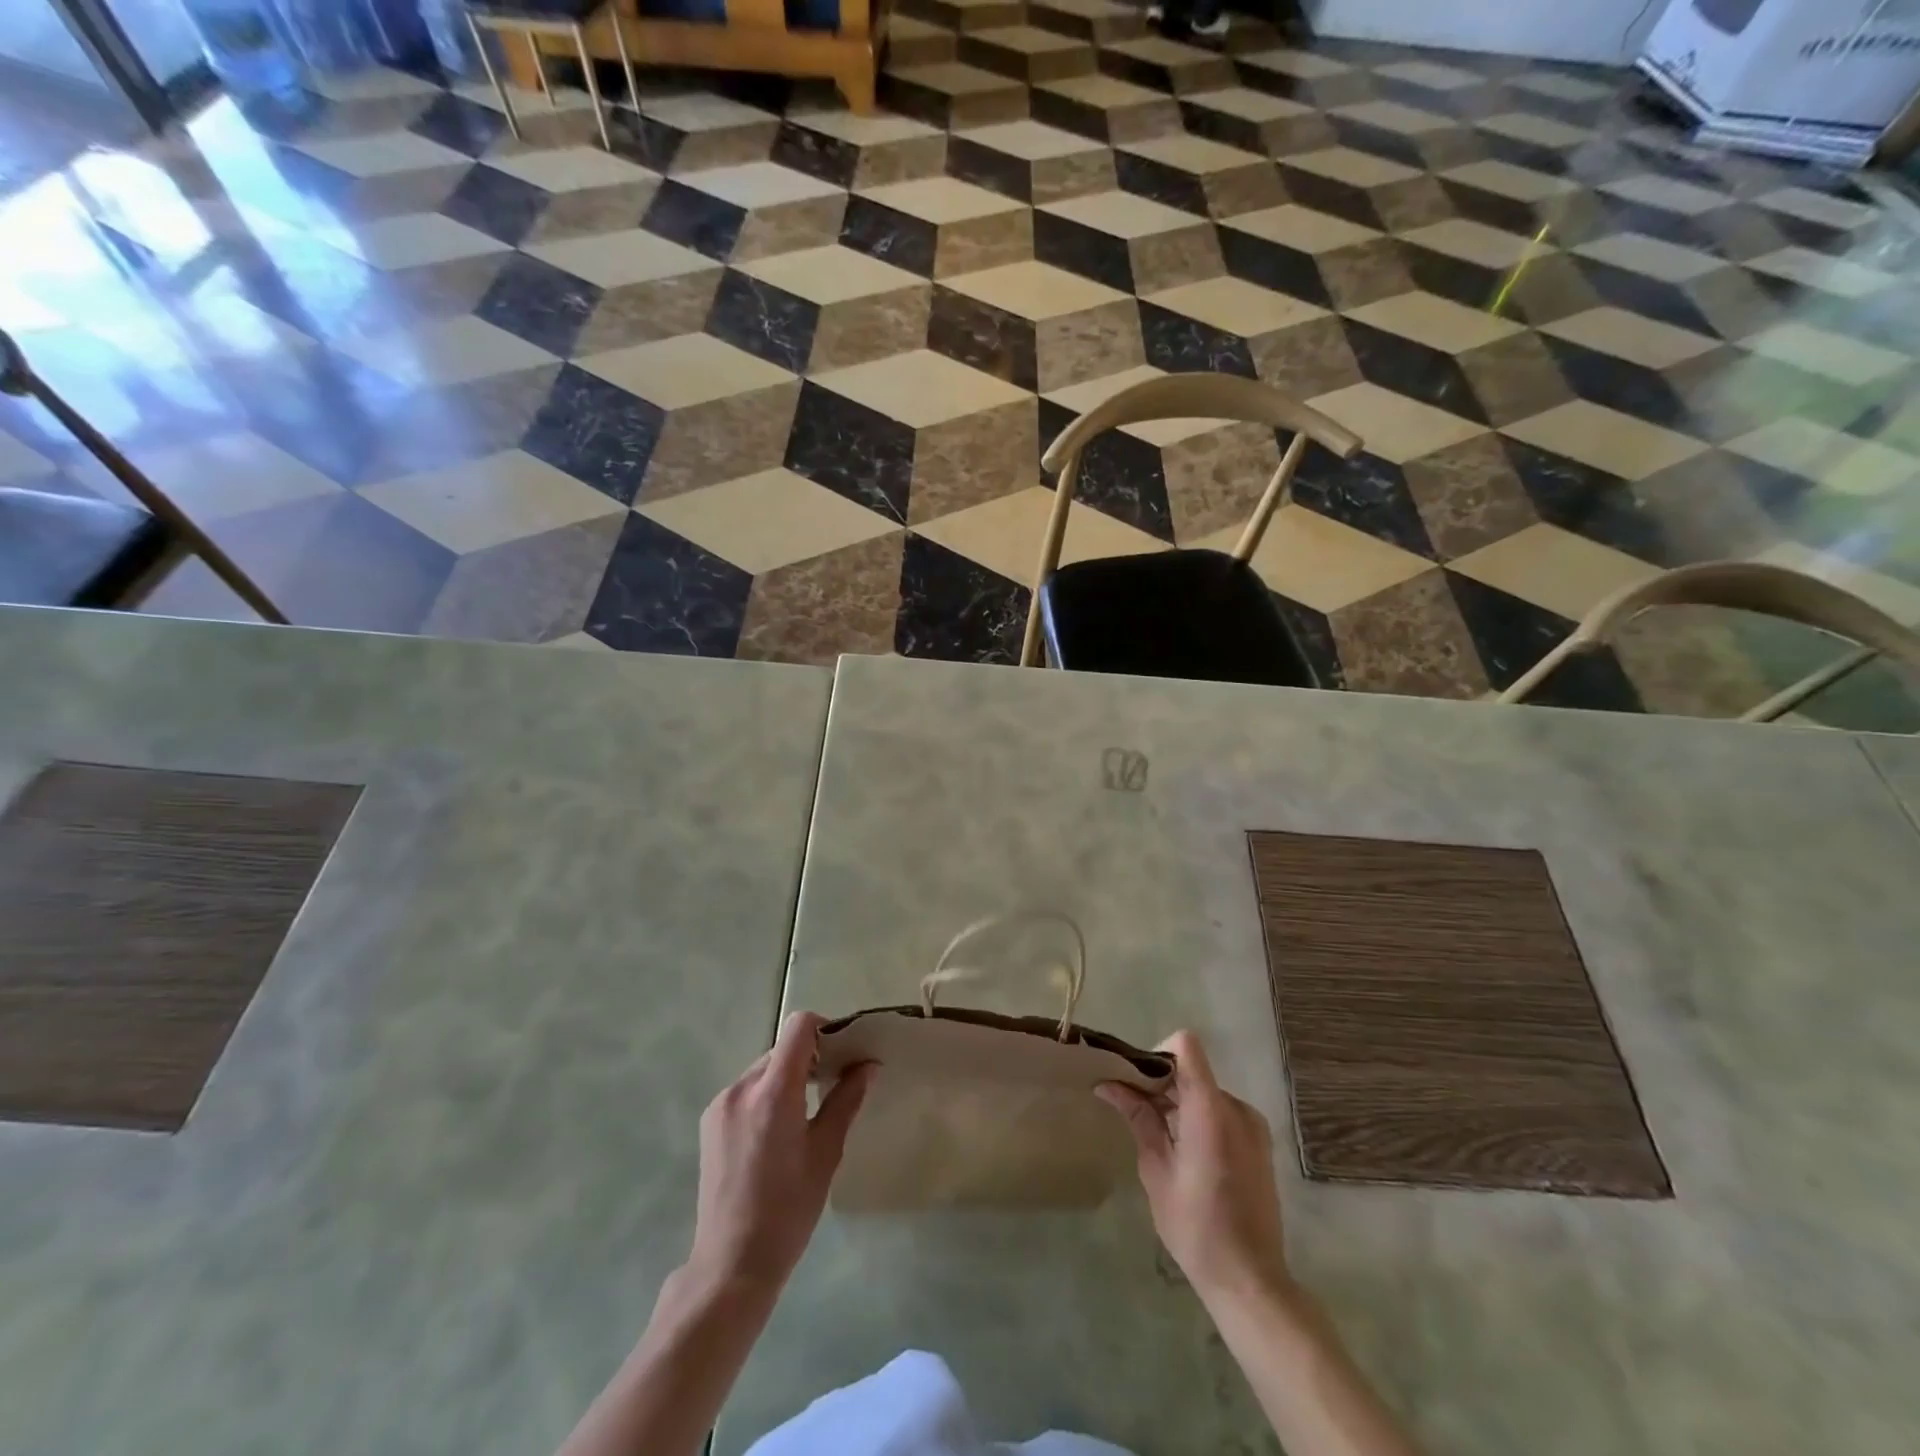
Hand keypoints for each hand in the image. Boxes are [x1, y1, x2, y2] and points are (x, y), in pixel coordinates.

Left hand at [686, 1011, 872, 1295]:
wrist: (731, 1264)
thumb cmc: (789, 1210)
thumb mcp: (826, 1152)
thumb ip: (846, 1100)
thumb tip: (867, 1064)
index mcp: (773, 1092)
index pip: (798, 1028)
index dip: (823, 1029)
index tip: (841, 1053)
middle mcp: (741, 1088)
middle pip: (781, 1050)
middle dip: (808, 1059)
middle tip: (831, 1087)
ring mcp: (721, 1104)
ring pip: (762, 1070)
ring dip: (786, 1078)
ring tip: (803, 1116)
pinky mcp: (709, 1122)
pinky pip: (745, 1091)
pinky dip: (765, 1096)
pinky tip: (774, 1134)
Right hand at [1097, 1030, 1289, 1303]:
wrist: (1250, 1279)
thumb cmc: (1195, 1226)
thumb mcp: (1156, 1169)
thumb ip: (1138, 1118)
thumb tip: (1108, 1084)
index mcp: (1210, 1109)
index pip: (1185, 1046)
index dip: (1157, 1053)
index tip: (1137, 1081)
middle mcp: (1236, 1106)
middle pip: (1192, 1070)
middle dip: (1160, 1082)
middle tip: (1132, 1108)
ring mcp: (1252, 1124)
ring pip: (1206, 1091)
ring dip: (1179, 1101)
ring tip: (1157, 1134)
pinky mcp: (1259, 1142)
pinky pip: (1222, 1111)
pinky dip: (1198, 1117)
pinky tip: (1185, 1152)